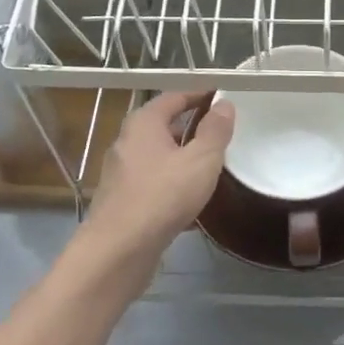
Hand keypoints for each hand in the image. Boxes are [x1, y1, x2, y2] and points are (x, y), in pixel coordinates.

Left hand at [79, 90, 234, 270]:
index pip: (174, 97)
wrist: (119, 250)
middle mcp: (127, 142)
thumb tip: (224, 104)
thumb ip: (215, 131)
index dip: (199, 94)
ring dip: (182, 156)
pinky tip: (191, 198)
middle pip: (163, 125)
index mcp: (143, 123)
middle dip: (191, 126)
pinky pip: (153, 181)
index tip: (222, 97)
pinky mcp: (122, 200)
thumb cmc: (163, 196)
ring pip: (158, 155)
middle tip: (221, 132)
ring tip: (211, 164)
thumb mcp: (201, 160)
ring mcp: (121, 172)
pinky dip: (173, 182)